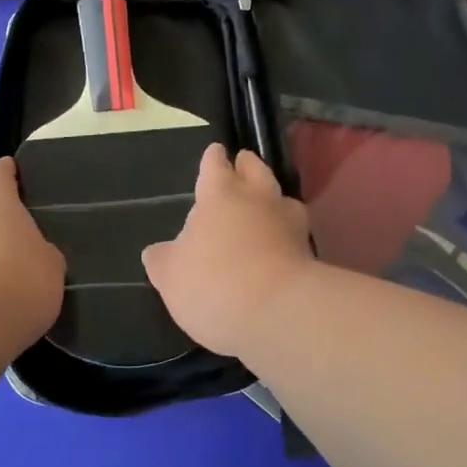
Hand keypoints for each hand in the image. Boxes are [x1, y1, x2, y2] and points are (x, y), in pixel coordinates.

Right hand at [142, 144, 316, 355]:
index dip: (212, 158)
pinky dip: (287, 234)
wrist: (279, 314)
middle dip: (248, 166)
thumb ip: (163, 259)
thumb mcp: (170, 275)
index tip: (214, 152)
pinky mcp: (310, 253)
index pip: (215, 165)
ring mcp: (290, 224)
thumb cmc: (214, 283)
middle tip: (242, 166)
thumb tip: (157, 252)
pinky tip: (279, 246)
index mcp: (220, 194)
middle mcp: (258, 198)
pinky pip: (296, 233)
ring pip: (283, 198)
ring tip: (265, 208)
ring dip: (273, 200)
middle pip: (256, 170)